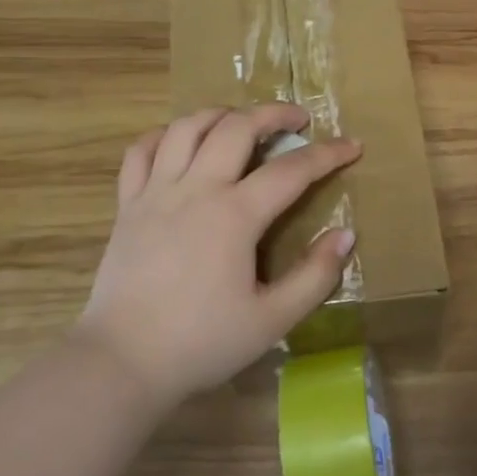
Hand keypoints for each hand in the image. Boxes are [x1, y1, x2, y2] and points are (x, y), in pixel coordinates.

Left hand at [77, 103, 360, 404]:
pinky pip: (141, 152)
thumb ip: (315, 276)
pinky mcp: (127, 205)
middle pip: (236, 127)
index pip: (291, 170)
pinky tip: (180, 141)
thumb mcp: (272, 319)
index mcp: (235, 215)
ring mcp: (155, 193)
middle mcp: (196, 190)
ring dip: (221, 114)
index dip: (327, 154)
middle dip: (273, 113)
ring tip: (241, 121)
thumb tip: (345, 235)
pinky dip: (165, 135)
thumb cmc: (202, 343)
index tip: (353, 145)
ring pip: (187, 127)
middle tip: (297, 119)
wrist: (124, 361)